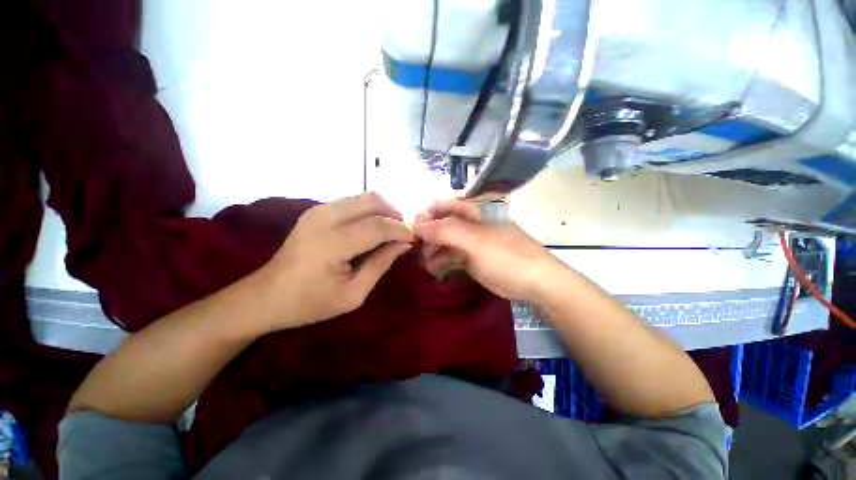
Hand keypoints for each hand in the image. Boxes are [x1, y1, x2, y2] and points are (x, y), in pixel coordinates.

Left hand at [264, 192, 413, 329]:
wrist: (266, 295)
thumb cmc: (310, 302)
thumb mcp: (353, 294)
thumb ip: (381, 264)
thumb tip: (404, 244)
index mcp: (333, 243)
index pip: (379, 225)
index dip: (401, 230)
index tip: (413, 239)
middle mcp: (325, 217)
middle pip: (373, 200)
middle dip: (395, 214)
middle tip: (402, 234)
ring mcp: (319, 210)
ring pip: (365, 196)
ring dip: (383, 211)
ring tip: (390, 232)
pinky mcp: (317, 210)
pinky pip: (354, 202)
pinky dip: (370, 211)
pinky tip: (372, 229)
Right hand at [413, 198, 565, 302]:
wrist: (535, 283)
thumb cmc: (506, 256)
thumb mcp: (475, 241)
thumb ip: (445, 231)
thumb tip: (418, 227)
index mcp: (473, 211)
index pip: (442, 204)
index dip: (426, 214)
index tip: (413, 231)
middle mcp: (470, 223)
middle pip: (441, 223)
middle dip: (427, 236)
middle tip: (418, 252)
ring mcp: (471, 242)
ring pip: (444, 242)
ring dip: (432, 251)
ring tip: (427, 265)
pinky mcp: (471, 259)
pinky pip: (451, 257)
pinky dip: (441, 262)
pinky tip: (435, 271)